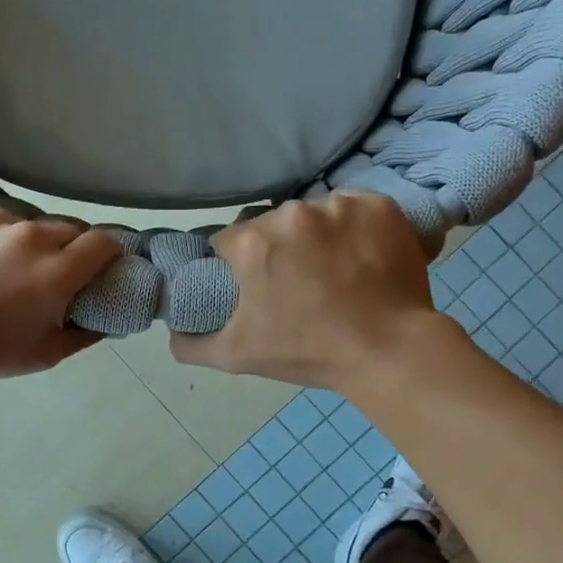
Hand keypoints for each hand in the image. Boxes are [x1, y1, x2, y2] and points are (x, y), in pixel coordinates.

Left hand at [0, 203, 125, 385]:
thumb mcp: (44, 355)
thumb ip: (86, 333)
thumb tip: (109, 319)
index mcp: (55, 271)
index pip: (104, 241)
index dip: (107, 253)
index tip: (99, 266)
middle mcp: (28, 235)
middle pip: (67, 228)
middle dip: (66, 248)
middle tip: (48, 272)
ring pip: (25, 221)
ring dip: (23, 240)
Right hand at [171, 193, 455, 389]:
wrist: (389, 352)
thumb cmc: (309, 352)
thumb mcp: (237, 356)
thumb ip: (191, 344)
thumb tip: (172, 332)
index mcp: (252, 243)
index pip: (230, 243)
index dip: (240, 267)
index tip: (259, 288)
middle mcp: (291, 214)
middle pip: (273, 227)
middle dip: (279, 250)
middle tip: (301, 285)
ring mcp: (339, 206)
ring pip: (314, 216)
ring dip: (318, 237)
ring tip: (337, 272)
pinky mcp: (379, 206)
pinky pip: (355, 209)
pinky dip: (356, 228)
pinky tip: (363, 257)